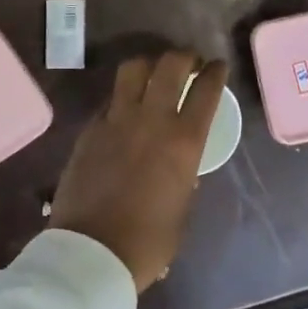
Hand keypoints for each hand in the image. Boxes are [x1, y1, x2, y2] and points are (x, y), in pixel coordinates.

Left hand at [48, 50, 228, 291]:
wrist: (91, 251)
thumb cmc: (147, 242)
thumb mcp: (182, 209)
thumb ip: (184, 176)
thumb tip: (181, 167)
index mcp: (184, 141)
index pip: (206, 90)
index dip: (215, 72)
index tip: (217, 66)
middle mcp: (152, 119)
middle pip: (170, 65)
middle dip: (184, 56)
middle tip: (188, 61)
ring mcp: (117, 119)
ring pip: (133, 70)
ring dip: (148, 64)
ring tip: (153, 73)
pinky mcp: (90, 128)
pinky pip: (109, 99)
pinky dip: (122, 96)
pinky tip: (124, 108)